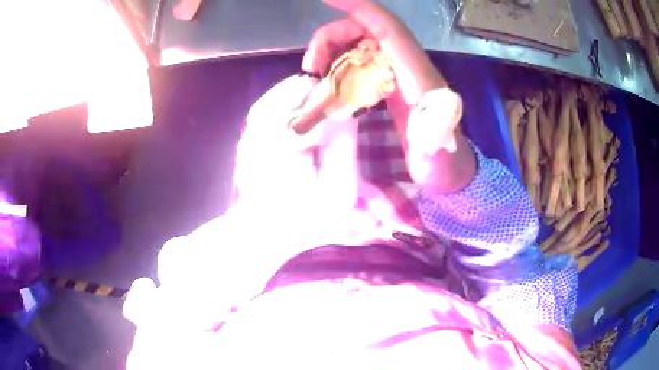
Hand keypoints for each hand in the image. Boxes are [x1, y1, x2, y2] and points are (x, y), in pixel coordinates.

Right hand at [304, 1, 474, 192]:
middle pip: (368, 32)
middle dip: (334, 38)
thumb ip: (435, 140)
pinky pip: (362, 63)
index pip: (389, 30)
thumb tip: (428, 116)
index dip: (360, 10)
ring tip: (315, 75)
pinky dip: (341, 66)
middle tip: (311, 66)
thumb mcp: (440, 159)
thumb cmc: (445, 167)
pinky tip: (329, 85)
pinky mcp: (393, 87)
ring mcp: (400, 76)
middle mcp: (409, 69)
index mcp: (420, 78)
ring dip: (334, 51)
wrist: (452, 173)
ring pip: (362, 45)